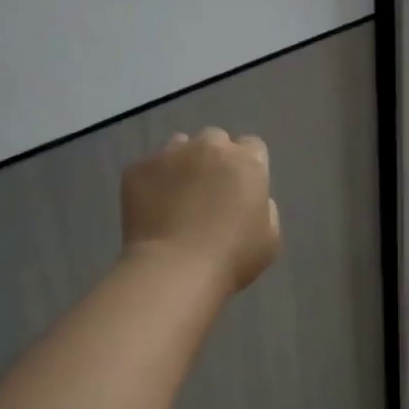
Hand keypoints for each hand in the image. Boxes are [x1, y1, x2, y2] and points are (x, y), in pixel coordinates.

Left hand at [122, 128, 280, 294]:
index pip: (252, 146)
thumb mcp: (269, 239)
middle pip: (215, 139)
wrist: (174, 269)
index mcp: (246, 162)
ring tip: (177, 196)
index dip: (247, 165)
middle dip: (214, 158)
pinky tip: (153, 209)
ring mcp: (170, 154)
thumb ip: (265, 209)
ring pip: (179, 146)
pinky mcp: (138, 168)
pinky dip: (153, 182)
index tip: (240, 187)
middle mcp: (209, 147)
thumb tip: (250, 199)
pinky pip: (149, 167)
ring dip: (183, 163)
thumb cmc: (231, 258)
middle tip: (208, 191)